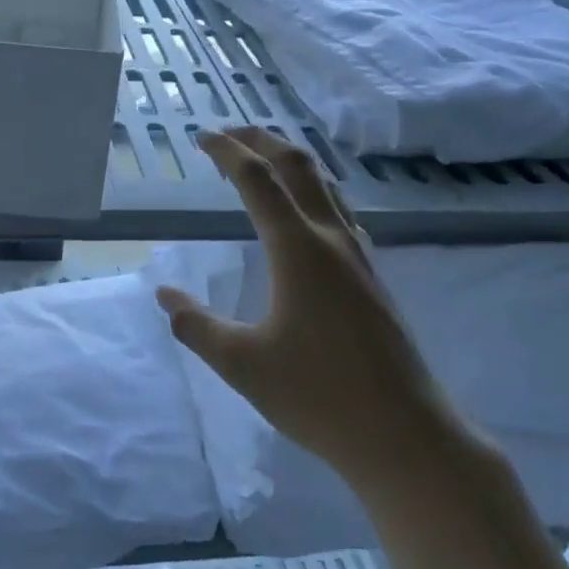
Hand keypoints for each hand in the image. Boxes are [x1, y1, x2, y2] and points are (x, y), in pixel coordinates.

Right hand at [154, 127, 451, 492]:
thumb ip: (196, 325)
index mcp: (297, 249)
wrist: (405, 434)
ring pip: (326, 187)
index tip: (202, 137)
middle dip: (262, 141)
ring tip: (264, 161)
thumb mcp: (241, 363)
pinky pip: (341, 213)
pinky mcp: (373, 279)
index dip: (227, 152)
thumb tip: (163, 295)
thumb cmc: (318, 395)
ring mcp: (359, 258)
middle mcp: (331, 240)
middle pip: (298, 167)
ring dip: (292, 163)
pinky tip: (307, 216)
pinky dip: (314, 192)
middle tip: (230, 133)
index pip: (257, 180)